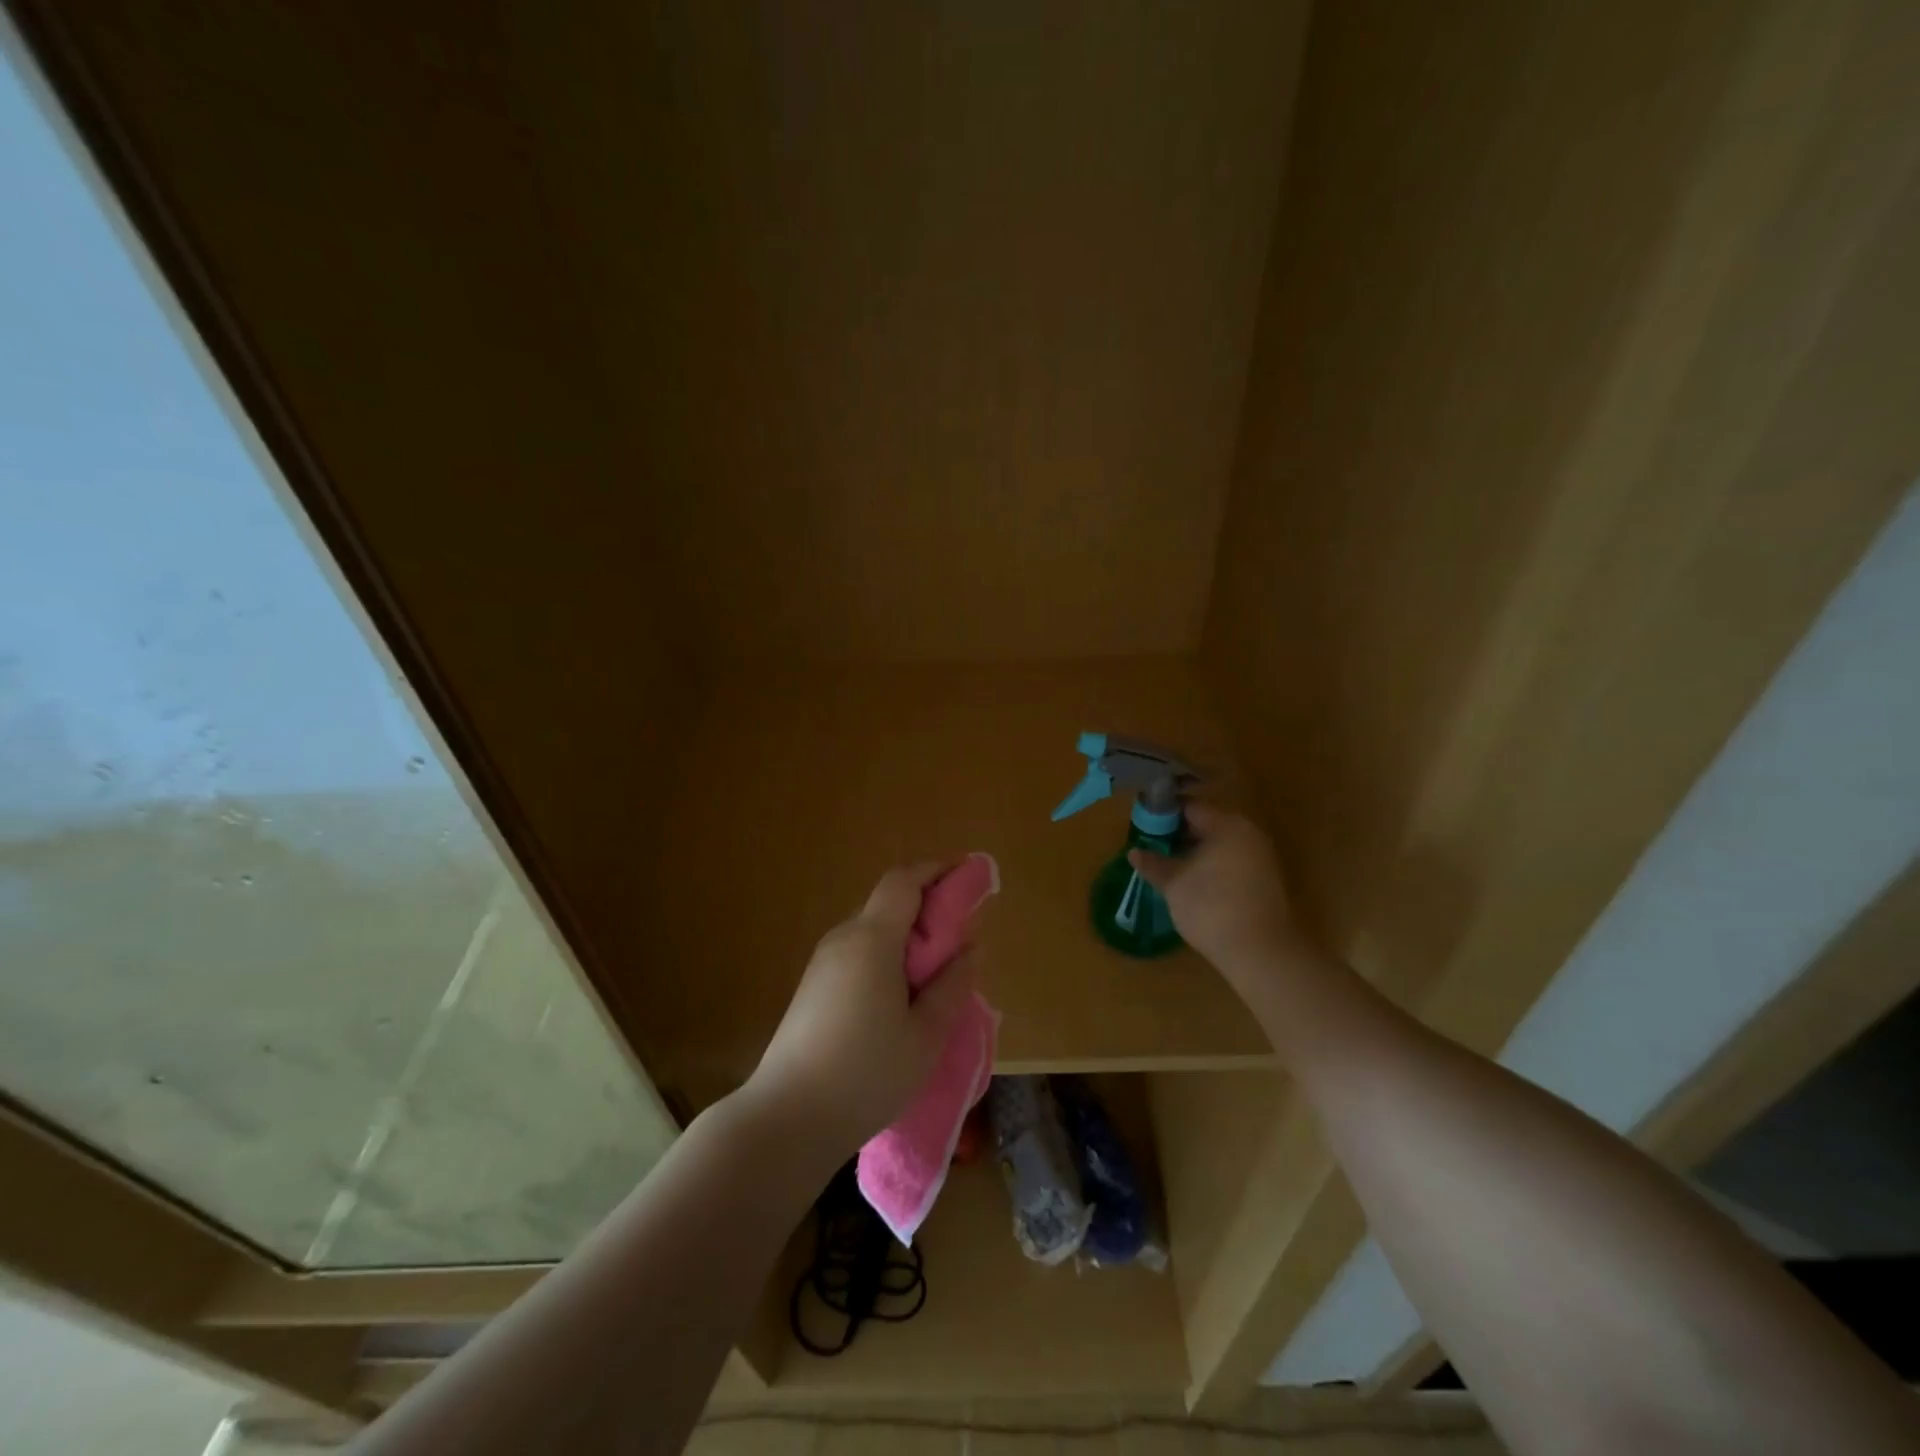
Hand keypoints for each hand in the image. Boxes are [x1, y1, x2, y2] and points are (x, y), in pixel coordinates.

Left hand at [746, 863, 977, 1158]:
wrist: (786, 1119)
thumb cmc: (866, 1075)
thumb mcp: (925, 1035)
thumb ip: (952, 985)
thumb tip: (969, 948)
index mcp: (872, 939)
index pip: (904, 881)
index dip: (937, 871)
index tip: (968, 878)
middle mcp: (843, 939)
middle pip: (889, 904)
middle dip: (927, 910)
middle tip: (960, 941)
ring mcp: (823, 963)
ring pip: (873, 931)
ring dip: (907, 939)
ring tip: (936, 977)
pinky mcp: (813, 987)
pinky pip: (858, 954)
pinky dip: (886, 959)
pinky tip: (901, 1000)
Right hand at [1128, 803, 1294, 987]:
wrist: (1260, 952)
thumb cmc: (1211, 907)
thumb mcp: (1173, 883)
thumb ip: (1153, 863)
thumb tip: (1134, 852)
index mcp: (1227, 825)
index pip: (1189, 808)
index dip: (1163, 815)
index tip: (1143, 827)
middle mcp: (1248, 834)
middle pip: (1206, 824)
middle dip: (1178, 835)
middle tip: (1152, 847)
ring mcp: (1260, 857)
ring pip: (1219, 845)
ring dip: (1194, 852)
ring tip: (1168, 867)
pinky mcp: (1264, 881)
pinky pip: (1231, 862)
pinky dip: (1211, 867)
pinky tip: (1192, 883)